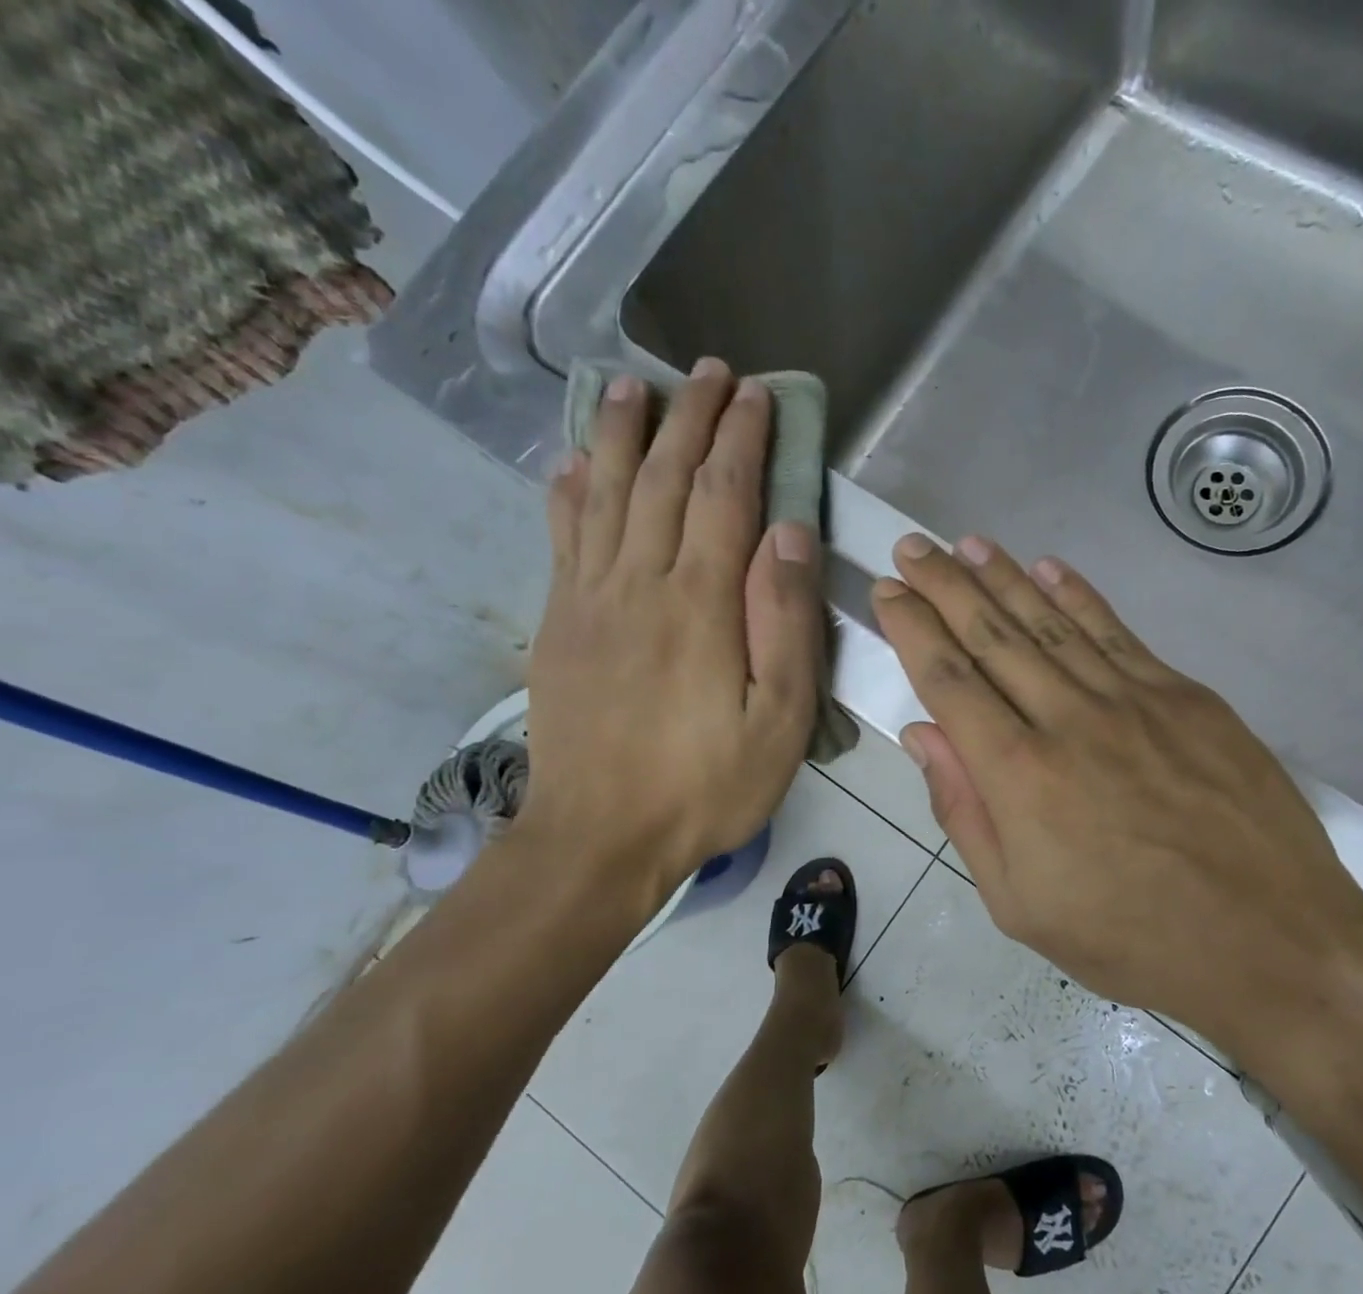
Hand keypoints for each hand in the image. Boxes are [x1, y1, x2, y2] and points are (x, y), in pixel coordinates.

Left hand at [518, 359, 821, 892]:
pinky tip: (569, 461)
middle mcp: (638, 583)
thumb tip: (790, 533)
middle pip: (662, 479)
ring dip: (619, 433)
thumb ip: (785, 622)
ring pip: (602, 493)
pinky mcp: (558, 624)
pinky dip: (567, 490)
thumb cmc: (707, 785)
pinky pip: (560, 537)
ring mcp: (588, 600)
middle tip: (707, 372)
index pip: (723, 496)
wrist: (600, 838)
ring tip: (630, 383)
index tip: (755, 394)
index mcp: (700, 604)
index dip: (741, 439)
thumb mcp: (780, 720)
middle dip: (688, 418)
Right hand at [871, 533, 1362, 1048]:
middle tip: (914, 547)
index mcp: (1019, 776)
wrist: (1271, 940)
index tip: (889, 590)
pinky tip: (1050, 567)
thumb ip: (964, 813)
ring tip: (968, 545)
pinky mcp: (1186, 697)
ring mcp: (1134, 700)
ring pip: (1052, 623)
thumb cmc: (1132, 940)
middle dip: (946, 586)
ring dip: (1005, 578)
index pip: (949, 681)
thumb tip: (923, 735)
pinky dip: (1080, 596)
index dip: (913, 629)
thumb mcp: (1020, 905)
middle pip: (993, 636)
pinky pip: (1118, 633)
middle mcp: (1069, 719)